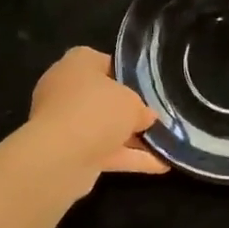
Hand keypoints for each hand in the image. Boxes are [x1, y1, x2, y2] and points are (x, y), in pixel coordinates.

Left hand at [27, 47, 168, 178]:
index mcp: (77, 63)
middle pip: (104, 98)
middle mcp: (66, 88)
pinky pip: (104, 151)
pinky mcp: (68, 152)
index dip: (129, 75)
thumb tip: (146, 117)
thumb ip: (141, 108)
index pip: (105, 63)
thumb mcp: (132, 102)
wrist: (61, 157)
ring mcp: (64, 122)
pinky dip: (129, 158)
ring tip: (167, 144)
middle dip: (130, 111)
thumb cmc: (97, 111)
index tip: (150, 89)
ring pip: (104, 127)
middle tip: (159, 118)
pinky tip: (161, 164)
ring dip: (132, 138)